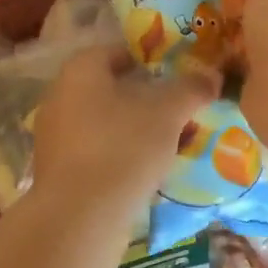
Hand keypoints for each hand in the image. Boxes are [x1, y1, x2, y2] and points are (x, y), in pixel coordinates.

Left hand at [31, 46, 218, 217]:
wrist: (80, 217)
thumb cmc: (123, 148)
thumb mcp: (168, 112)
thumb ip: (191, 88)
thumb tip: (211, 75)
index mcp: (80, 70)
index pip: (119, 51)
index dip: (153, 59)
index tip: (181, 74)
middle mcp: (60, 97)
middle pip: (112, 89)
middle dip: (148, 98)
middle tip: (182, 110)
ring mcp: (56, 137)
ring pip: (106, 123)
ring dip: (137, 129)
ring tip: (172, 143)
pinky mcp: (59, 172)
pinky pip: (98, 152)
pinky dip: (122, 156)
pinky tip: (148, 171)